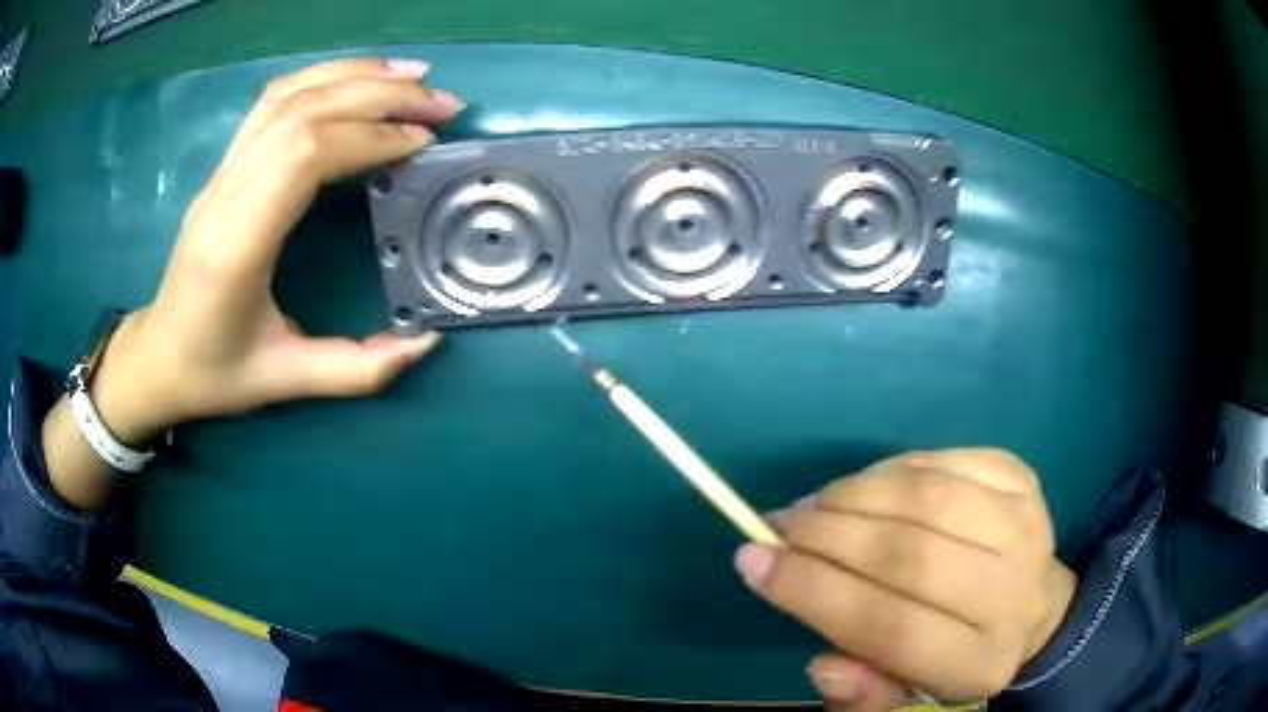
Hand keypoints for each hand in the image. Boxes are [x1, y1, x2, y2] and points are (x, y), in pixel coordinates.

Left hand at [91, 58, 464, 442]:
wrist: (157, 358)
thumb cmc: (213, 372)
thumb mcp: (284, 381)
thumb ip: (356, 368)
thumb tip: (426, 343)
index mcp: (236, 246)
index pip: (304, 156)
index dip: (370, 137)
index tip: (423, 143)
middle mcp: (225, 193)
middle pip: (303, 111)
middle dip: (378, 96)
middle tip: (440, 103)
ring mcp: (221, 172)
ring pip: (287, 94)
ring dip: (354, 75)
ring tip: (411, 76)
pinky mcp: (225, 165)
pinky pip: (272, 102)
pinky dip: (322, 78)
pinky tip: (357, 80)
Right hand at [734, 449, 1075, 709]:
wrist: (1030, 605)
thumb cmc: (953, 656)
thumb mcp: (902, 695)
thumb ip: (861, 694)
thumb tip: (822, 665)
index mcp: (979, 664)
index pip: (890, 630)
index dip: (813, 593)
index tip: (751, 561)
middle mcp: (1014, 595)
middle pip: (910, 557)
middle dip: (827, 536)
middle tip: (780, 527)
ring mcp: (1025, 527)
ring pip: (925, 498)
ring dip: (854, 494)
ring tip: (814, 505)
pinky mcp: (1022, 480)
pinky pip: (942, 461)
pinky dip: (890, 468)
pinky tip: (864, 486)